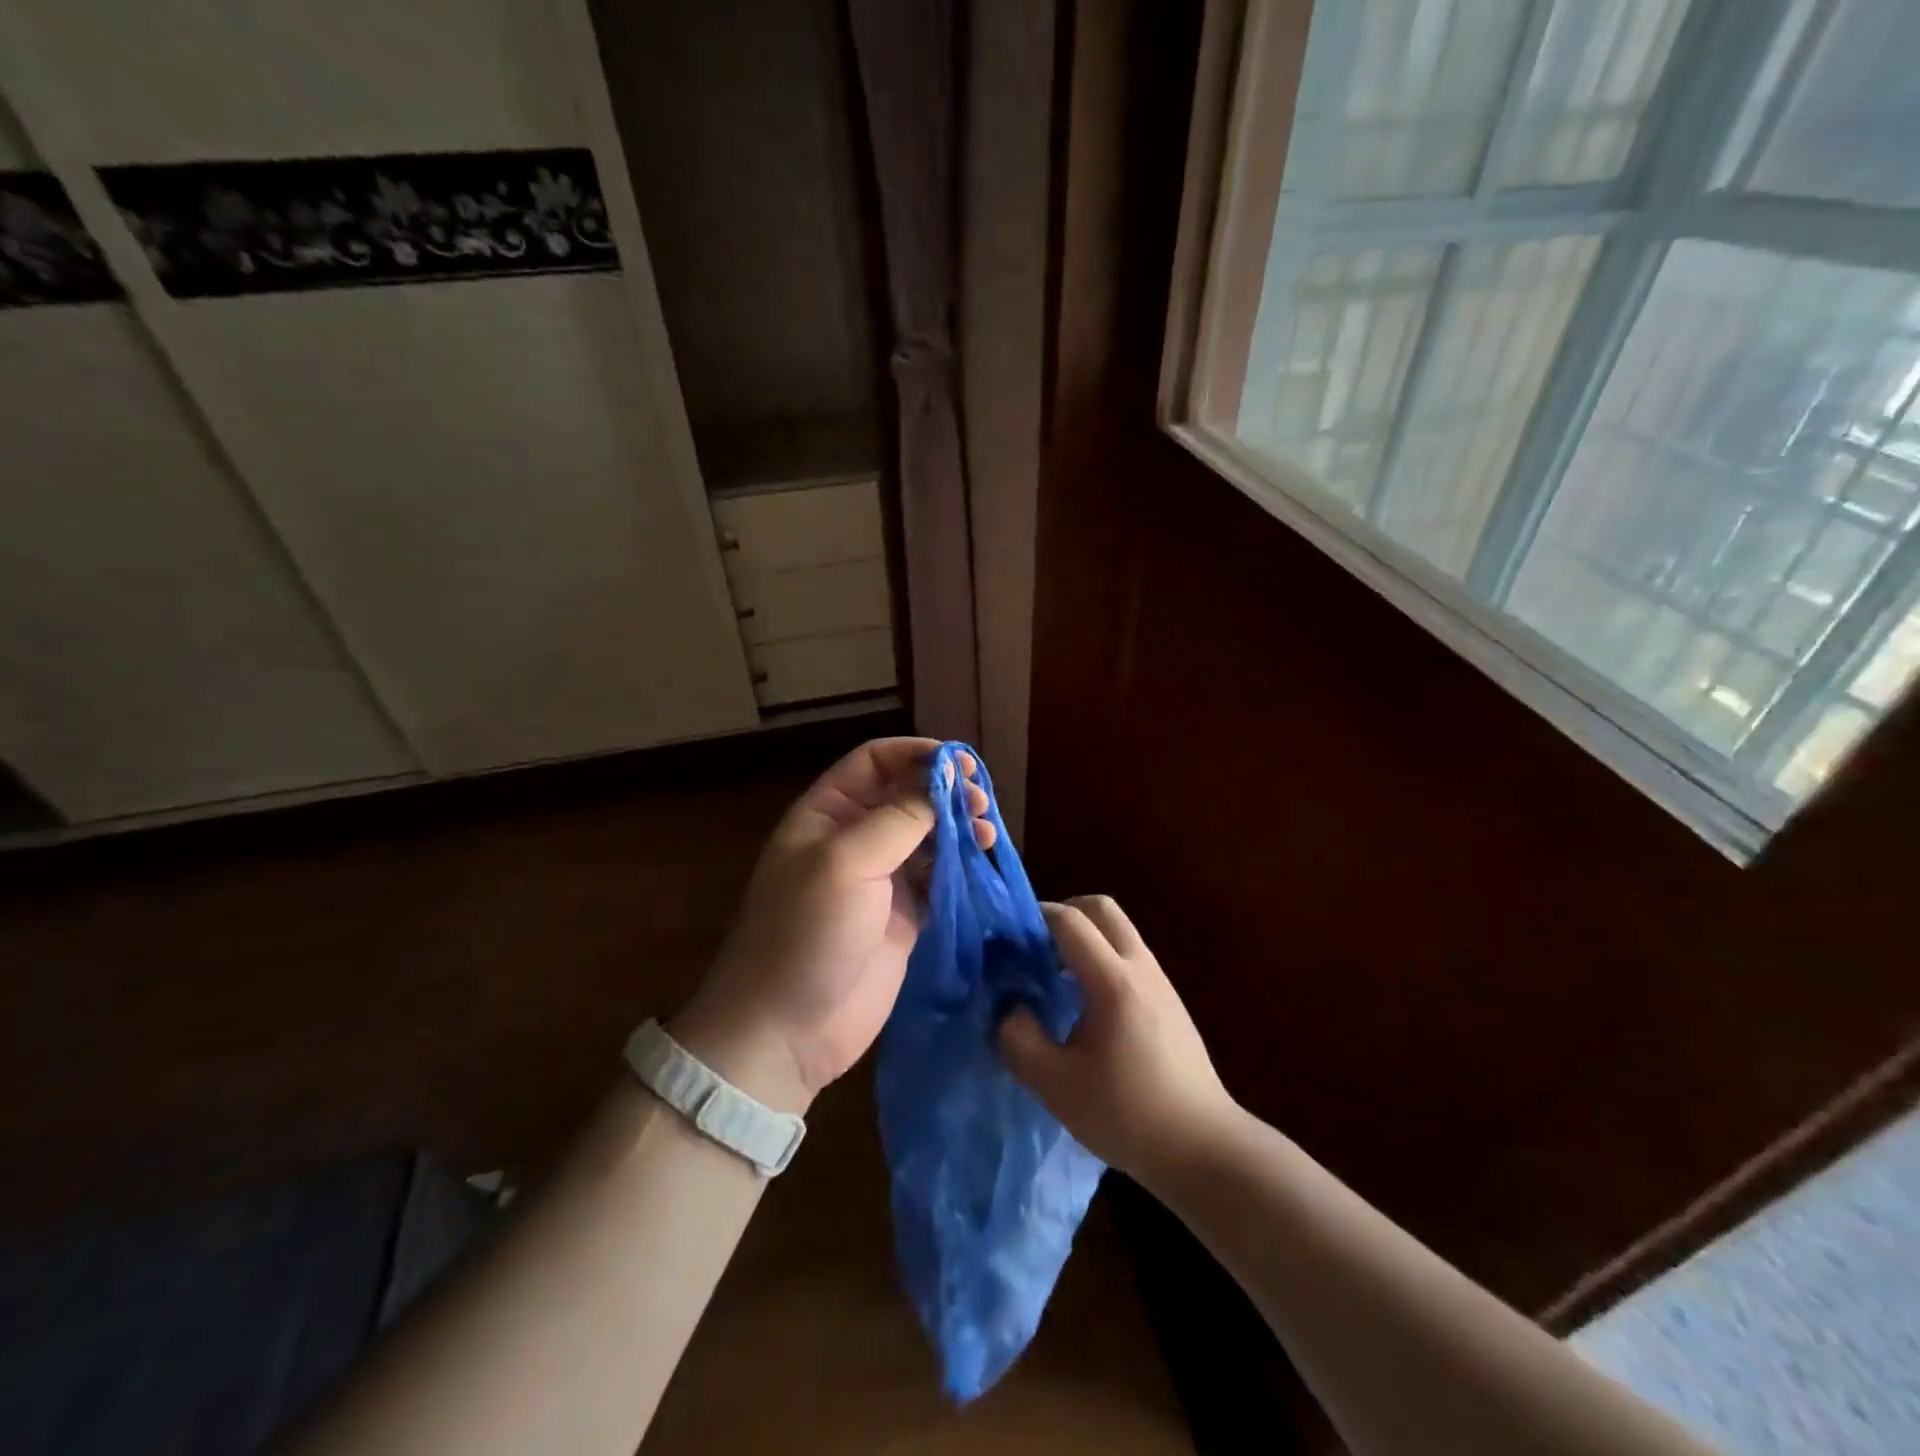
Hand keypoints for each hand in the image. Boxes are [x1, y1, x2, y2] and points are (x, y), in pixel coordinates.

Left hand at [671, 737, 992, 1114]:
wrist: (787, 1030)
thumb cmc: (805, 934)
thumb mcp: (845, 864)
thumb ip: (898, 818)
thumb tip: (943, 783)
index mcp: (827, 813)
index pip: (875, 761)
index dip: (916, 754)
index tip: (959, 763)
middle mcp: (855, 837)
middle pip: (907, 794)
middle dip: (945, 790)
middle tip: (981, 801)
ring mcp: (881, 878)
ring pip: (928, 834)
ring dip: (959, 826)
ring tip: (986, 833)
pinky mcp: (905, 915)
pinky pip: (939, 876)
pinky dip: (962, 865)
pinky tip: (982, 861)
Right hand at [998, 896, 1236, 1184]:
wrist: (1203, 1149)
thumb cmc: (1126, 1115)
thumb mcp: (1054, 1084)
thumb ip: (1018, 1038)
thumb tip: (1009, 1006)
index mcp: (1113, 981)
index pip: (1070, 921)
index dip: (1035, 917)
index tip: (1008, 936)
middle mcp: (1141, 968)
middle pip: (1102, 909)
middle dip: (1064, 913)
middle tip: (1035, 945)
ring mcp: (1161, 982)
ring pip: (1119, 931)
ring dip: (1085, 937)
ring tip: (1055, 976)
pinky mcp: (1169, 1001)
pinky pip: (1130, 956)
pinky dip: (1102, 958)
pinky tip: (1085, 1004)